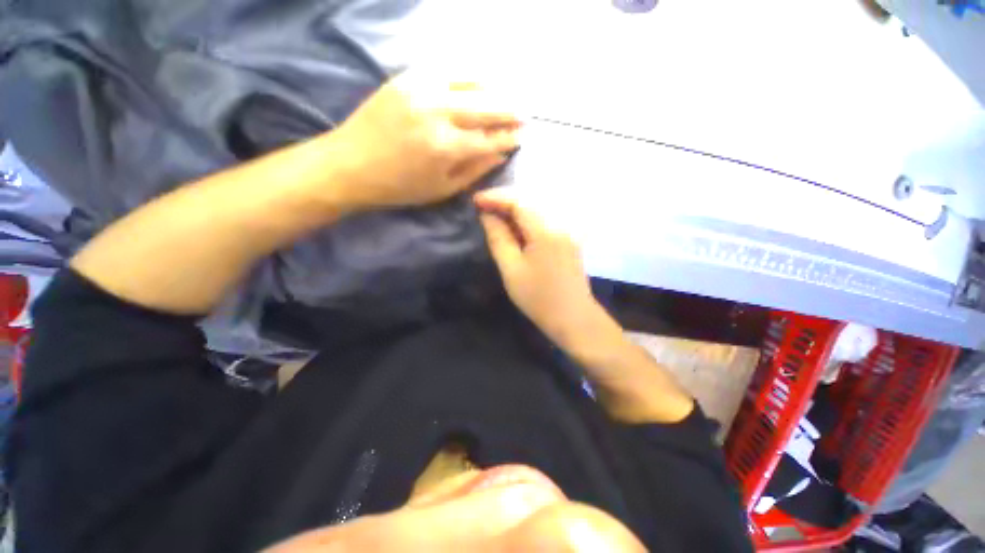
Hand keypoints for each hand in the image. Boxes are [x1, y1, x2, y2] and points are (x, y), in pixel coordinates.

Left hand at [330, 70, 520, 211]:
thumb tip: (500, 154)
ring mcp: (421, 89)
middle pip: (486, 105)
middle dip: (509, 110)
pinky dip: (467, 76)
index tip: (522, 136)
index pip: (490, 138)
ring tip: (504, 97)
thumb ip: (474, 170)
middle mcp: (438, 112)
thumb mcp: (442, 189)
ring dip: (493, 89)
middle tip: (523, 114)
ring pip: (470, 80)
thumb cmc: (400, 186)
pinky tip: (476, 84)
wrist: (351, 165)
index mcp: (446, 147)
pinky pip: (446, 69)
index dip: (509, 137)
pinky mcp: (406, 77)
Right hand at [475, 189, 615, 352]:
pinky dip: (527, 217)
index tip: (475, 200)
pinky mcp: (568, 237)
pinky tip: (515, 225)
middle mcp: (560, 222)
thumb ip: (498, 238)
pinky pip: (545, 217)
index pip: (519, 201)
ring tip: (495, 214)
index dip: (495, 197)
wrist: (572, 316)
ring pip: (538, 207)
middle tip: (483, 207)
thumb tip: (487, 216)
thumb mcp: (511, 269)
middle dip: (505, 200)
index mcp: (546, 230)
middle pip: (530, 200)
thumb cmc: (538, 297)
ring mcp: (567, 229)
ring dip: (515, 207)